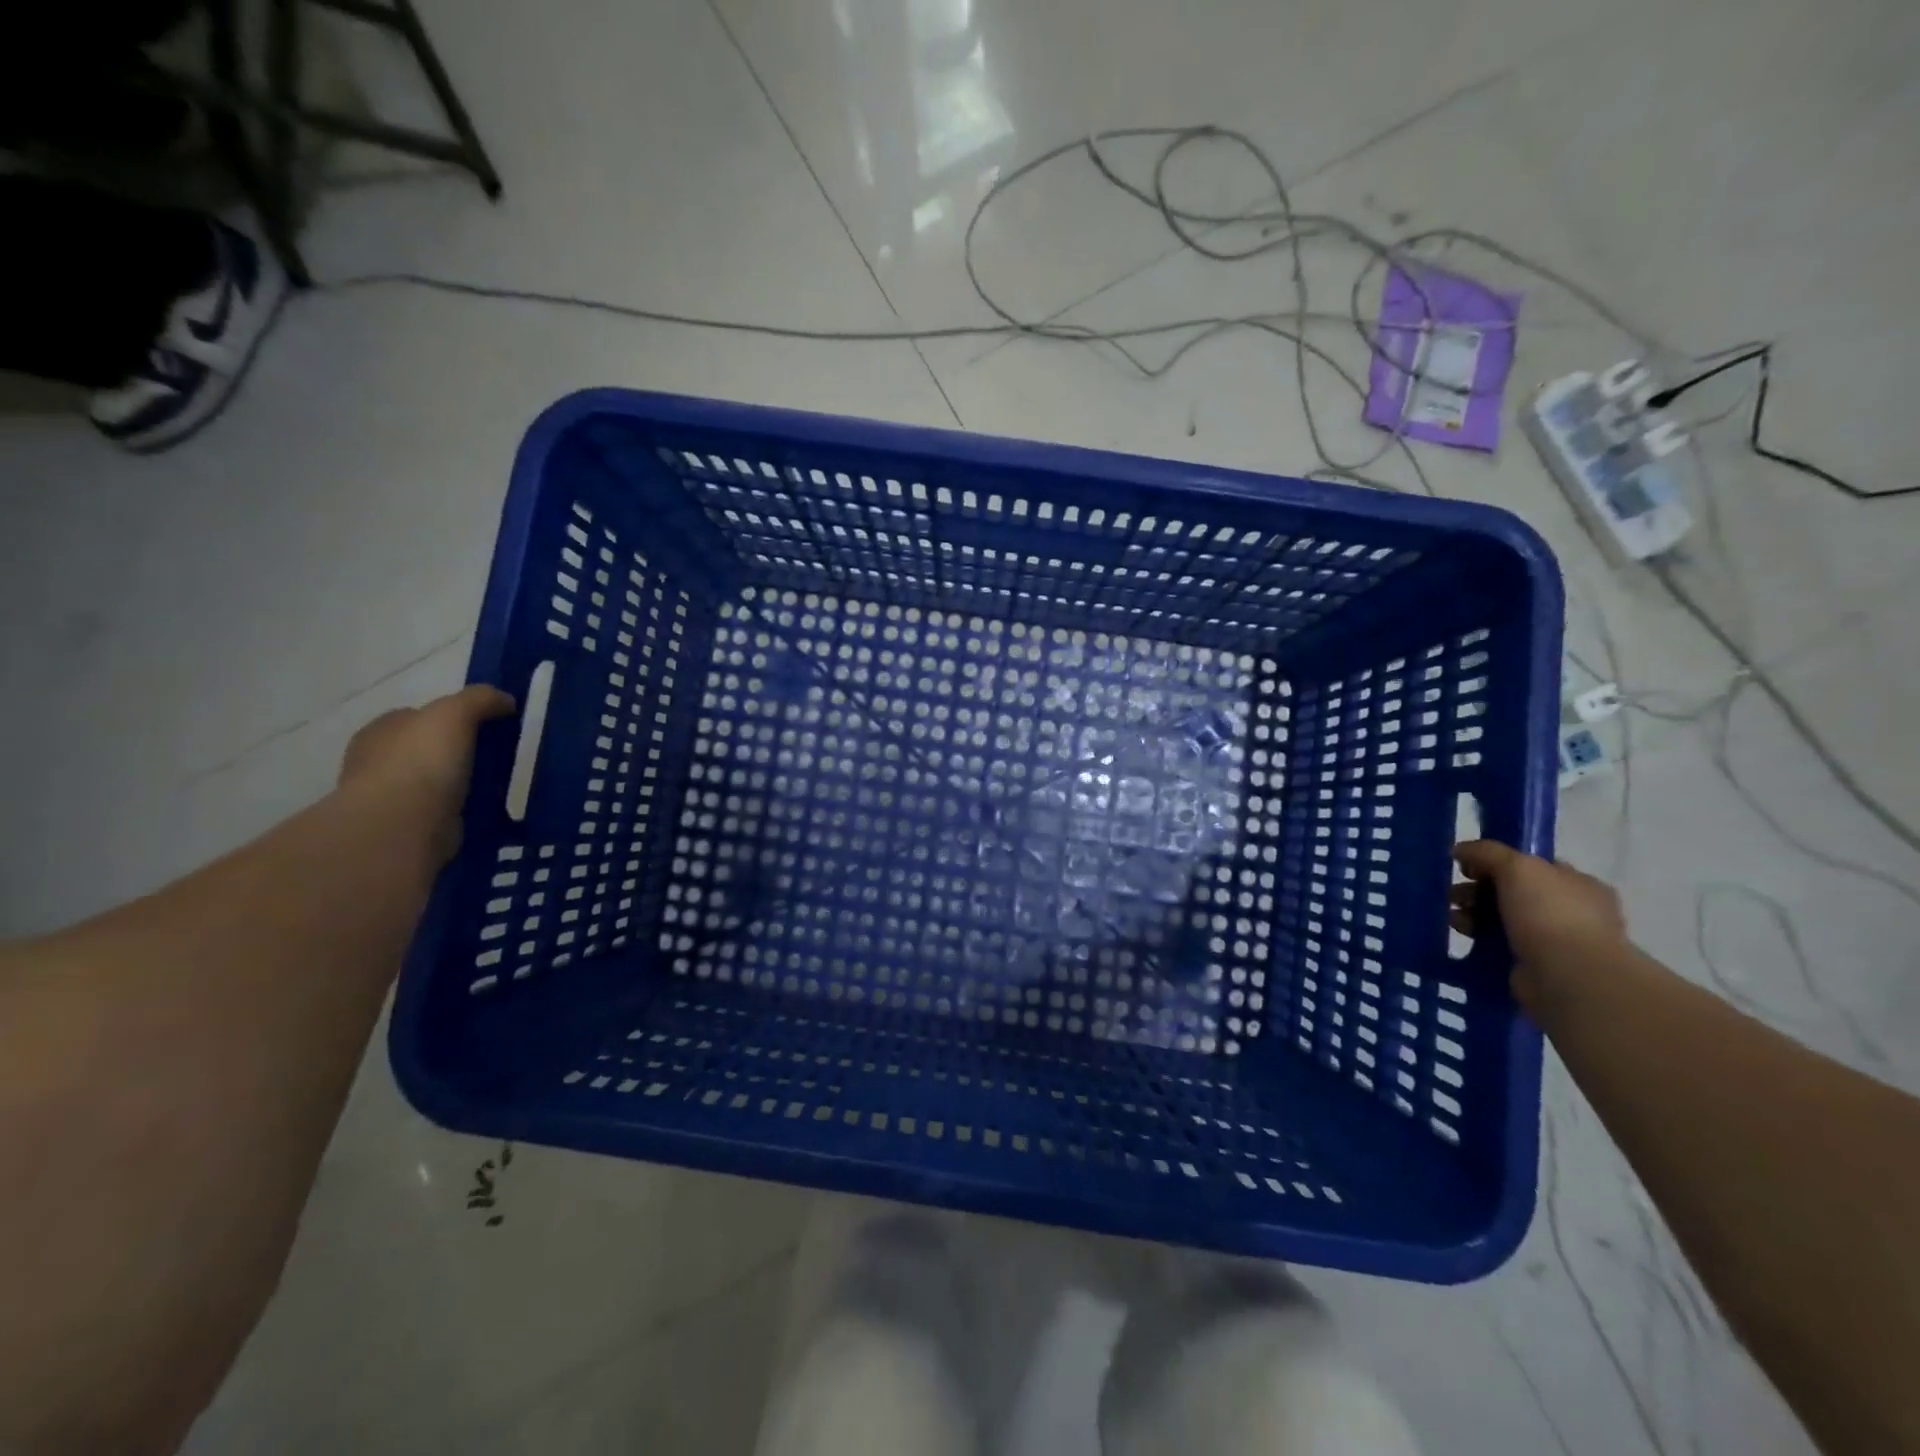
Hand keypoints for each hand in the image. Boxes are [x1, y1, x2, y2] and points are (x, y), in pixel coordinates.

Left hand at [338, 685, 515, 860]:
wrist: (402, 826)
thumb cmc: (421, 762)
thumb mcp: (454, 713)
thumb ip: (480, 699)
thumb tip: (505, 700)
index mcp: (381, 730)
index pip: (418, 716)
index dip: (452, 717)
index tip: (487, 726)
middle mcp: (378, 761)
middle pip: (428, 749)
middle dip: (458, 751)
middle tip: (497, 756)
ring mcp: (391, 797)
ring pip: (436, 781)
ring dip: (462, 782)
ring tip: (499, 784)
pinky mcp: (409, 827)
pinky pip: (444, 810)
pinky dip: (463, 809)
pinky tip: (487, 809)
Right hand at [1452, 840, 1626, 1007]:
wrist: (1567, 976)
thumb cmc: (1549, 913)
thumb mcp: (1516, 867)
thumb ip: (1487, 852)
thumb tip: (1460, 850)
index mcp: (1577, 884)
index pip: (1532, 865)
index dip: (1497, 862)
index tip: (1466, 867)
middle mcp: (1571, 910)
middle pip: (1513, 891)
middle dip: (1478, 889)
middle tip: (1452, 894)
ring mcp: (1555, 940)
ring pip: (1503, 918)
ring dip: (1474, 913)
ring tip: (1450, 916)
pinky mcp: (1536, 965)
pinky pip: (1500, 943)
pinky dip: (1479, 937)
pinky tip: (1461, 934)